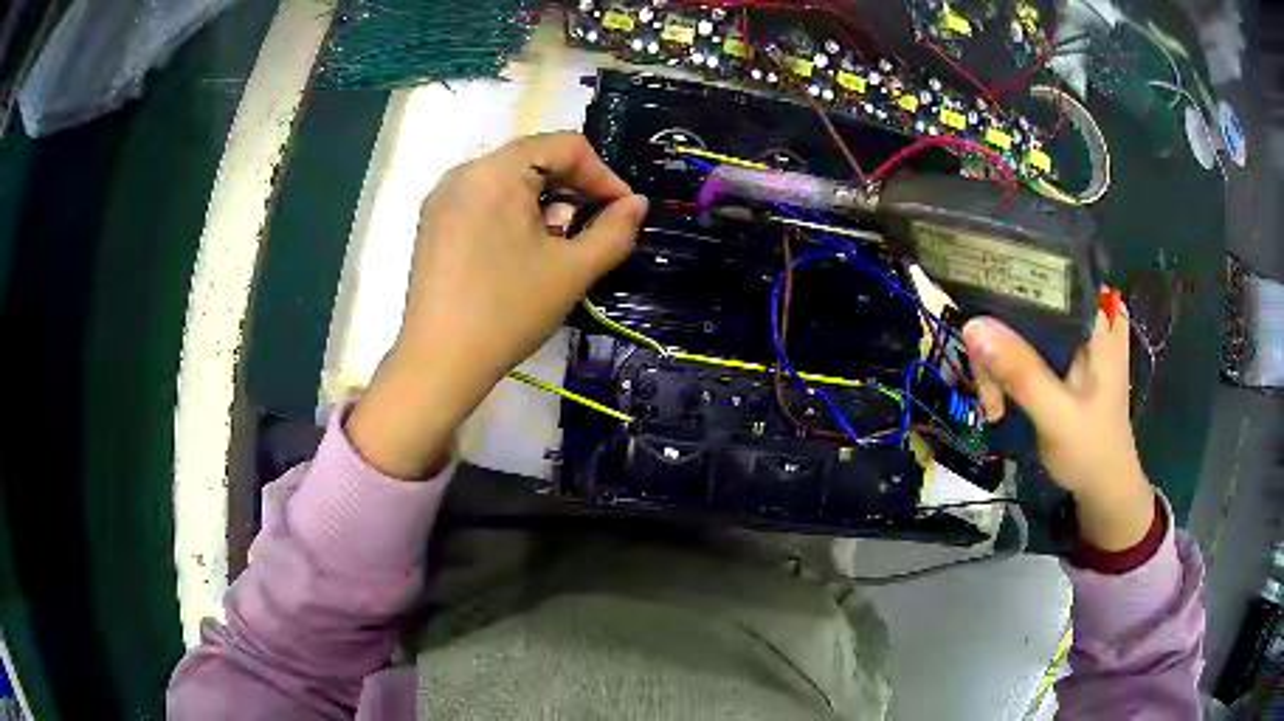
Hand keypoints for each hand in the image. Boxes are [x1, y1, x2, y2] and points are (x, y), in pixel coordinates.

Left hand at [347, 133, 647, 478]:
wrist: (439, 362)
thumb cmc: (508, 311)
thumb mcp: (572, 270)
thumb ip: (615, 231)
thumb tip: (636, 204)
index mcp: (497, 171)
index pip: (566, 145)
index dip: (603, 175)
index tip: (622, 212)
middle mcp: (464, 172)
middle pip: (535, 157)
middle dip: (573, 188)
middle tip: (589, 229)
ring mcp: (442, 197)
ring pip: (509, 178)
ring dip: (544, 201)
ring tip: (555, 244)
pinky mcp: (432, 222)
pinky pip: (483, 198)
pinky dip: (512, 212)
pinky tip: (519, 252)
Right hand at [963, 306, 1155, 551]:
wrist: (1104, 486)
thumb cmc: (1091, 450)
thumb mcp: (1056, 415)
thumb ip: (1021, 372)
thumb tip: (971, 325)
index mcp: (1096, 316)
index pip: (1046, 275)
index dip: (1007, 288)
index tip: (980, 323)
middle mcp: (1085, 314)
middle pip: (1026, 304)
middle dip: (999, 344)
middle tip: (990, 393)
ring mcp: (1072, 335)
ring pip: (1019, 326)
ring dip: (998, 364)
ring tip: (994, 405)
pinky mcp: (1062, 354)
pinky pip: (1022, 345)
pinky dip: (1006, 370)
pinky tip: (1000, 398)